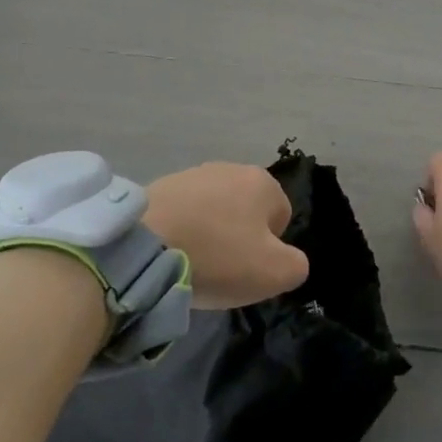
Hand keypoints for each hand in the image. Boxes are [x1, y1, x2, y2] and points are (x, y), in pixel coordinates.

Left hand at [144, 163, 306, 308]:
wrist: (145, 246)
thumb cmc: (219, 256)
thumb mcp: (275, 273)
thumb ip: (296, 265)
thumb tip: (288, 259)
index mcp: (262, 182)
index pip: (281, 217)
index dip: (270, 248)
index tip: (249, 268)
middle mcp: (230, 167)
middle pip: (246, 211)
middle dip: (238, 237)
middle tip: (222, 268)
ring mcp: (193, 174)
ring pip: (214, 211)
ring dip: (209, 233)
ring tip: (193, 261)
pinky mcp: (160, 186)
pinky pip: (183, 213)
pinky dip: (182, 231)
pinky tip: (171, 251)